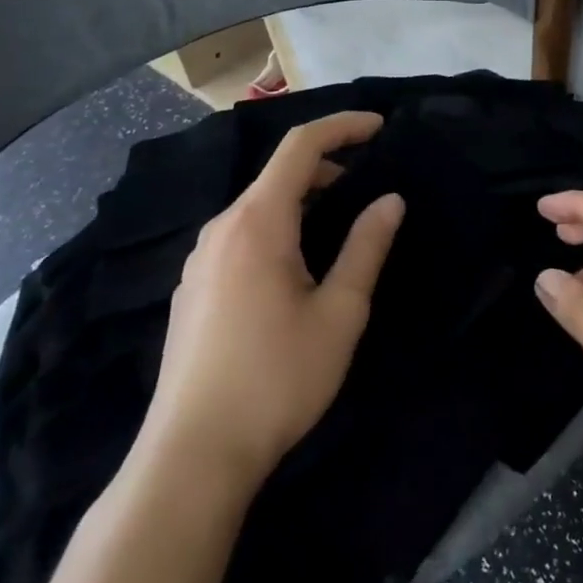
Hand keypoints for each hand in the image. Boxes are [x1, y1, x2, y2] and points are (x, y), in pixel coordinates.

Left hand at [137, 112, 404, 491]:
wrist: (191, 457)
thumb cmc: (277, 378)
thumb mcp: (340, 312)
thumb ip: (367, 247)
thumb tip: (391, 200)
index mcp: (258, 222)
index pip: (300, 146)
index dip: (343, 126)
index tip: (380, 127)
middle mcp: (221, 229)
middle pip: (277, 173)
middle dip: (327, 165)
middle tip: (370, 183)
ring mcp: (200, 260)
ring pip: (258, 206)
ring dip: (303, 198)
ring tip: (340, 223)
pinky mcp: (193, 288)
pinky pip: (241, 235)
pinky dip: (278, 226)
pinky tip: (297, 266)